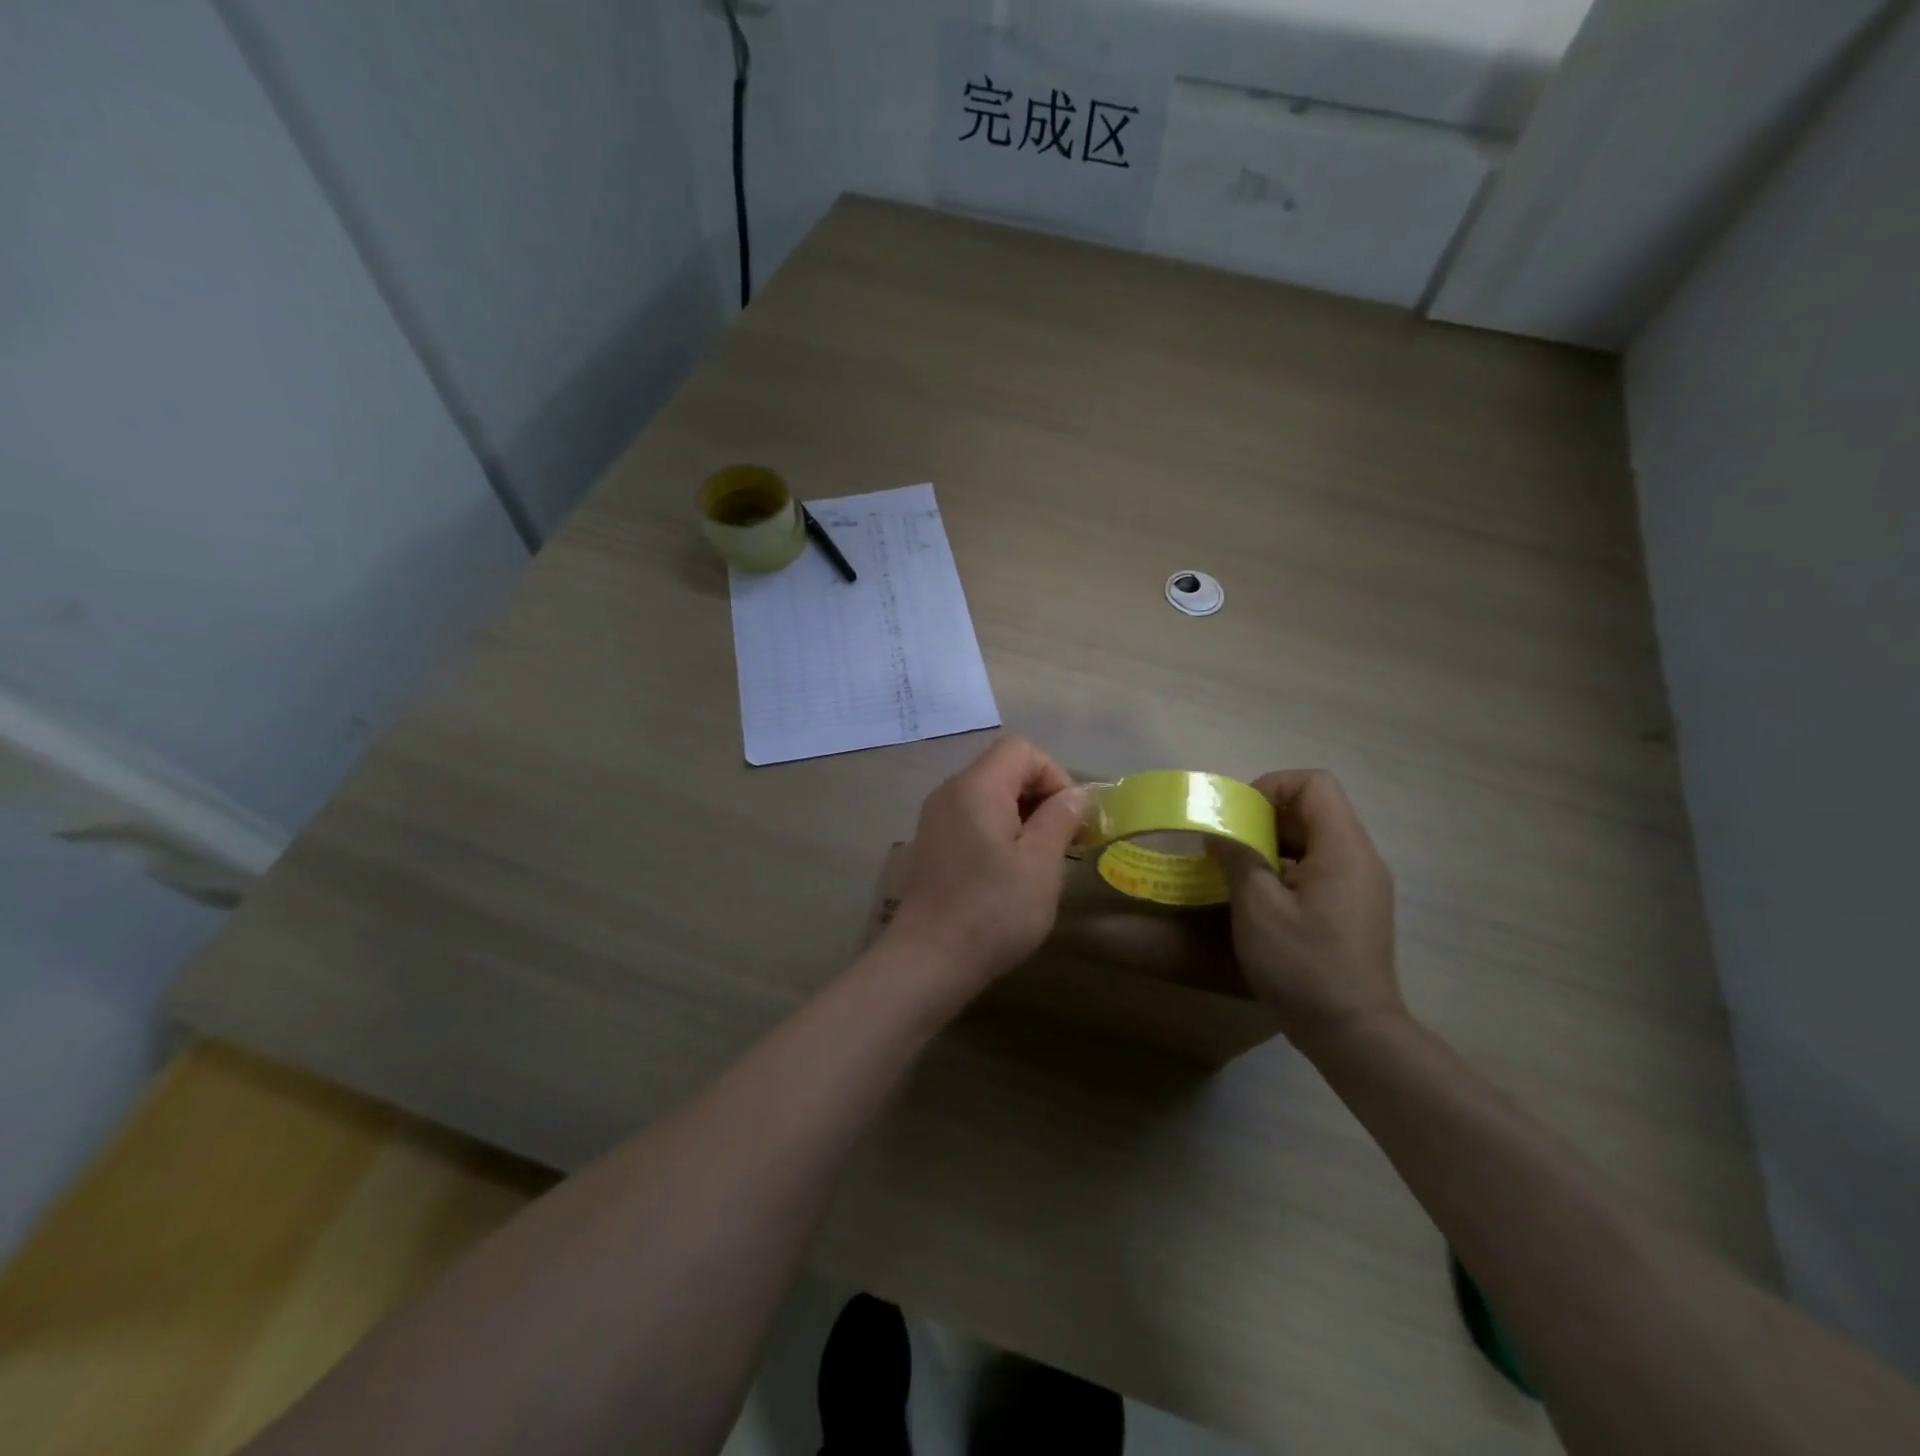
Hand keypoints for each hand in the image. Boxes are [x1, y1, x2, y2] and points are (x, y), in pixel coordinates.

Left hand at [886, 736, 1087, 1000]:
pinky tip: (1006, 872)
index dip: (1054, 776)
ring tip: (1038, 859)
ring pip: (988, 795)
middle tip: (1062, 841)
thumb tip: (1075, 794)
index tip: (1069, 819)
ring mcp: (935, 818)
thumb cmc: (993, 910)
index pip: (1022, 750)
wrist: (927, 960)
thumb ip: (1060, 818)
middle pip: (1003, 768)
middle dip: (1040, 796)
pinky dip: (996, 831)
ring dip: (1020, 816)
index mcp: (977, 786)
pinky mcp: (930, 844)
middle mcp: (950, 791)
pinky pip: (970, 819)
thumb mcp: (1041, 864)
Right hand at [1214, 770, 1405, 1048]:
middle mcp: (1360, 858)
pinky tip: (1261, 897)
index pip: (1314, 783)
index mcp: (1343, 848)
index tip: (1239, 816)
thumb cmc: (1303, 965)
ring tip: (1239, 870)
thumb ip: (1237, 858)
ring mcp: (1361, 884)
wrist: (1354, 1033)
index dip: (1272, 786)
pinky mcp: (1354, 907)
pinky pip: (1319, 866)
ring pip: (1315, 838)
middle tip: (1230, 844)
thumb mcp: (1257, 908)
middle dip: (1266, 817)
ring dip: (1273, 844)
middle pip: (1314, 808)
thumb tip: (1219, 832)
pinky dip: (1287, 867)